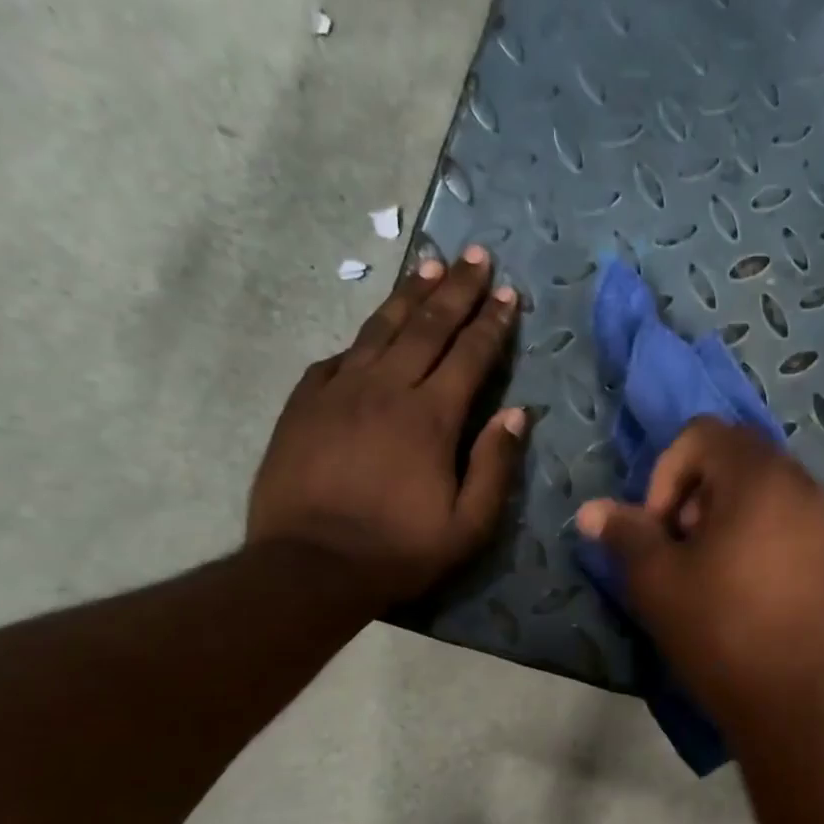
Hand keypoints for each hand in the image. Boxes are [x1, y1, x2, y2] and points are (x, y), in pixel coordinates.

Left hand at [248, 247, 526, 607]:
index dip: (491, 323)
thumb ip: (495, 466)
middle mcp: (385, 389)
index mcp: (430, 417)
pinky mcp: (303, 404)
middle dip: (455, 289)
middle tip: (475, 256)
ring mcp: (338, 391)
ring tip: (428, 265)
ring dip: (408, 296)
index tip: (508, 293)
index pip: (469, 355)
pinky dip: (361, 340)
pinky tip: (371, 332)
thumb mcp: (468, 525)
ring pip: (380, 330)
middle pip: (426, 326)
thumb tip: (519, 414)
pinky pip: (338, 358)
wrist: (309, 566)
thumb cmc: (399, 550)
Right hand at [576, 418, 823, 746]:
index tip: (658, 528)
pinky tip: (747, 589)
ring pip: (766, 491)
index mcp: (759, 477)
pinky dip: (760, 535)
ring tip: (711, 570)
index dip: (666, 473)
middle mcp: (803, 486)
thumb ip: (625, 534)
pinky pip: (791, 523)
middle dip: (696, 491)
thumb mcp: (657, 582)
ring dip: (727, 514)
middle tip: (681, 546)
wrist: (798, 705)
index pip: (702, 434)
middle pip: (737, 457)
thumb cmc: (721, 633)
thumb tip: (592, 510)